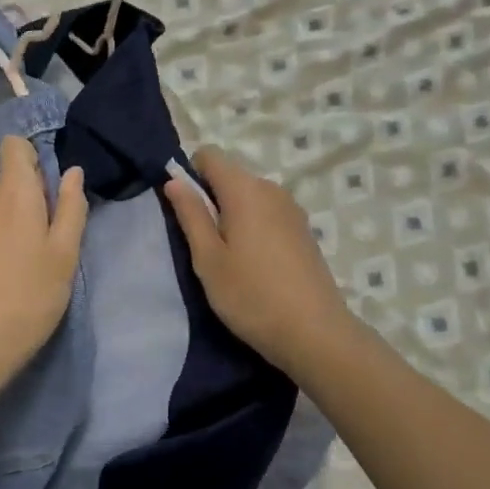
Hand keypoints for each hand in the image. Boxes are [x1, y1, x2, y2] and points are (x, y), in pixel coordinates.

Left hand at [0, 135, 86, 398]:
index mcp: (11, 192)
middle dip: (24, 201)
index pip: (14, 145)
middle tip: (41, 245)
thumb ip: (70, 207)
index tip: (47, 193)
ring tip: (16, 267)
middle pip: (5, 182)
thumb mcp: (64, 255)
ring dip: (3, 224)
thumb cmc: (29, 297)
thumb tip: (72, 172)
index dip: (32, 159)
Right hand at [162, 146, 358, 376]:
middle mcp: (271, 188)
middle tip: (204, 244)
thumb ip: (190, 214)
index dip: (190, 175)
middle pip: (230, 176)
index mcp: (245, 189)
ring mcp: (292, 209)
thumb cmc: (251, 296)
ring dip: (233, 216)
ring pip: (250, 197)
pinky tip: (256, 265)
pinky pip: (268, 213)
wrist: (314, 333)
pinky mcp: (304, 229)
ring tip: (229, 258)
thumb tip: (174, 181)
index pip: (209, 155)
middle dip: (211, 199)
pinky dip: (254, 227)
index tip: (186, 211)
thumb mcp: (208, 258)